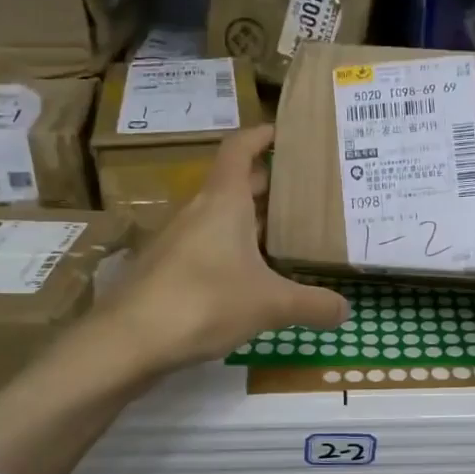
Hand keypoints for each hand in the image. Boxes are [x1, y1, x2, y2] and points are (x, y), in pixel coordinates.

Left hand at [99, 124, 349, 375]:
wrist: (128, 341)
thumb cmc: (204, 302)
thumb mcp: (270, 304)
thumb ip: (313, 305)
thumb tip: (346, 310)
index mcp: (223, 201)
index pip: (239, 149)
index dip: (262, 135)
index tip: (285, 132)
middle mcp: (198, 212)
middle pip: (235, 184)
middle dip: (269, 184)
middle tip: (307, 192)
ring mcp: (178, 241)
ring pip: (221, 218)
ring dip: (252, 221)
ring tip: (289, 235)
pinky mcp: (168, 270)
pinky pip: (208, 247)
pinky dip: (234, 251)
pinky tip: (254, 277)